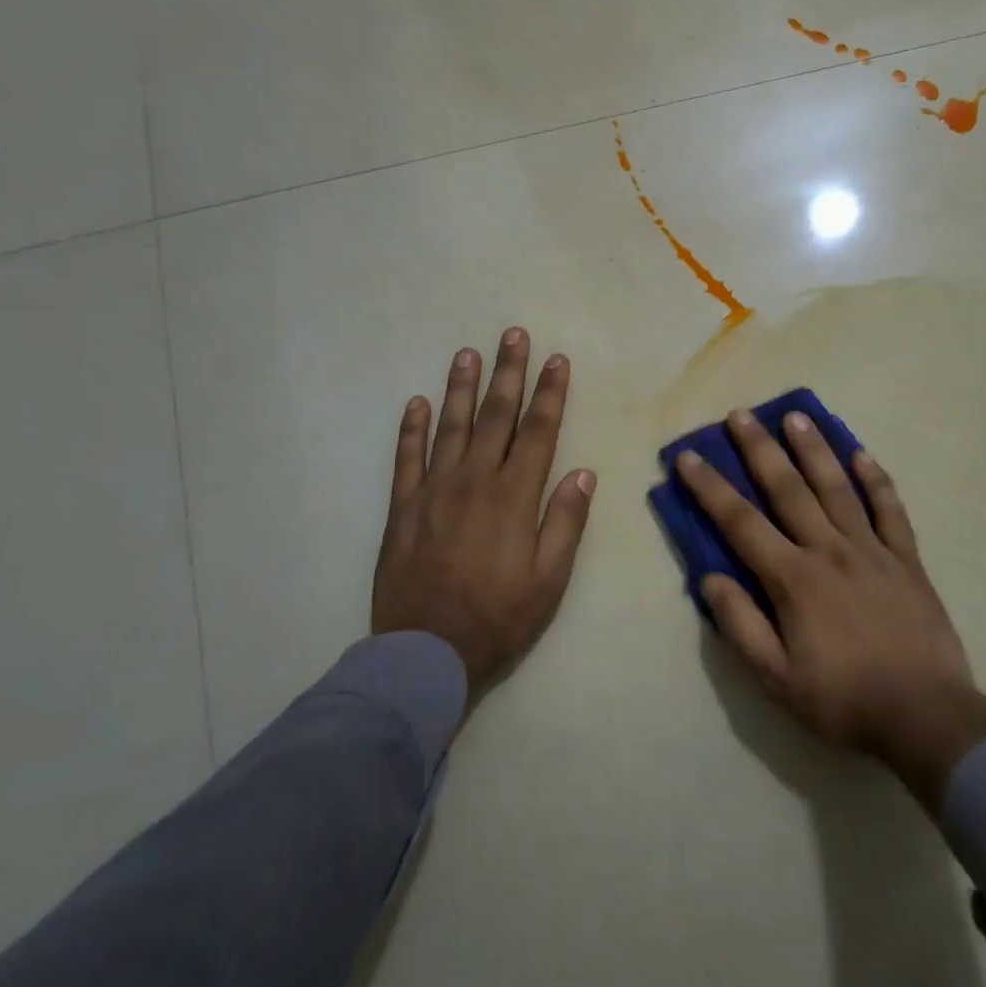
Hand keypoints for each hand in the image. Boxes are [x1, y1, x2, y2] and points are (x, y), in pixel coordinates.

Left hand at [373, 329, 594, 699]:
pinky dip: (411, 428)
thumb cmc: (498, 617)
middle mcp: (474, 481)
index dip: (550, 393)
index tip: (557, 360)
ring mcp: (433, 490)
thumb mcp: (549, 579)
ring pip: (449, 426)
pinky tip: (416, 402)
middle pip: (495, 416)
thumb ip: (565, 522)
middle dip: (508, 373)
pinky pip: (406, 458)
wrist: (426, 651)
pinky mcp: (403, 507)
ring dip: (460, 387)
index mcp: (514, 497)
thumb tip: (583, 472)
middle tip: (513, 335)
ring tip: (467, 353)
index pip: (538, 432)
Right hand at [674, 410, 985, 809]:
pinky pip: (890, 510)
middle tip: (741, 414)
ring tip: (796, 416)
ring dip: (814, 450)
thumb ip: (741, 625)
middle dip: (759, 450)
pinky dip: (876, 480)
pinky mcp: (907, 560)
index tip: (689, 457)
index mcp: (794, 579)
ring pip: (838, 488)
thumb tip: (710, 578)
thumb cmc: (844, 700)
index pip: (741, 523)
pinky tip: (862, 455)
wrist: (927, 718)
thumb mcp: (776, 678)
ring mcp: (872, 551)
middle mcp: (830, 551)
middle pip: (788, 489)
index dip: (710, 488)